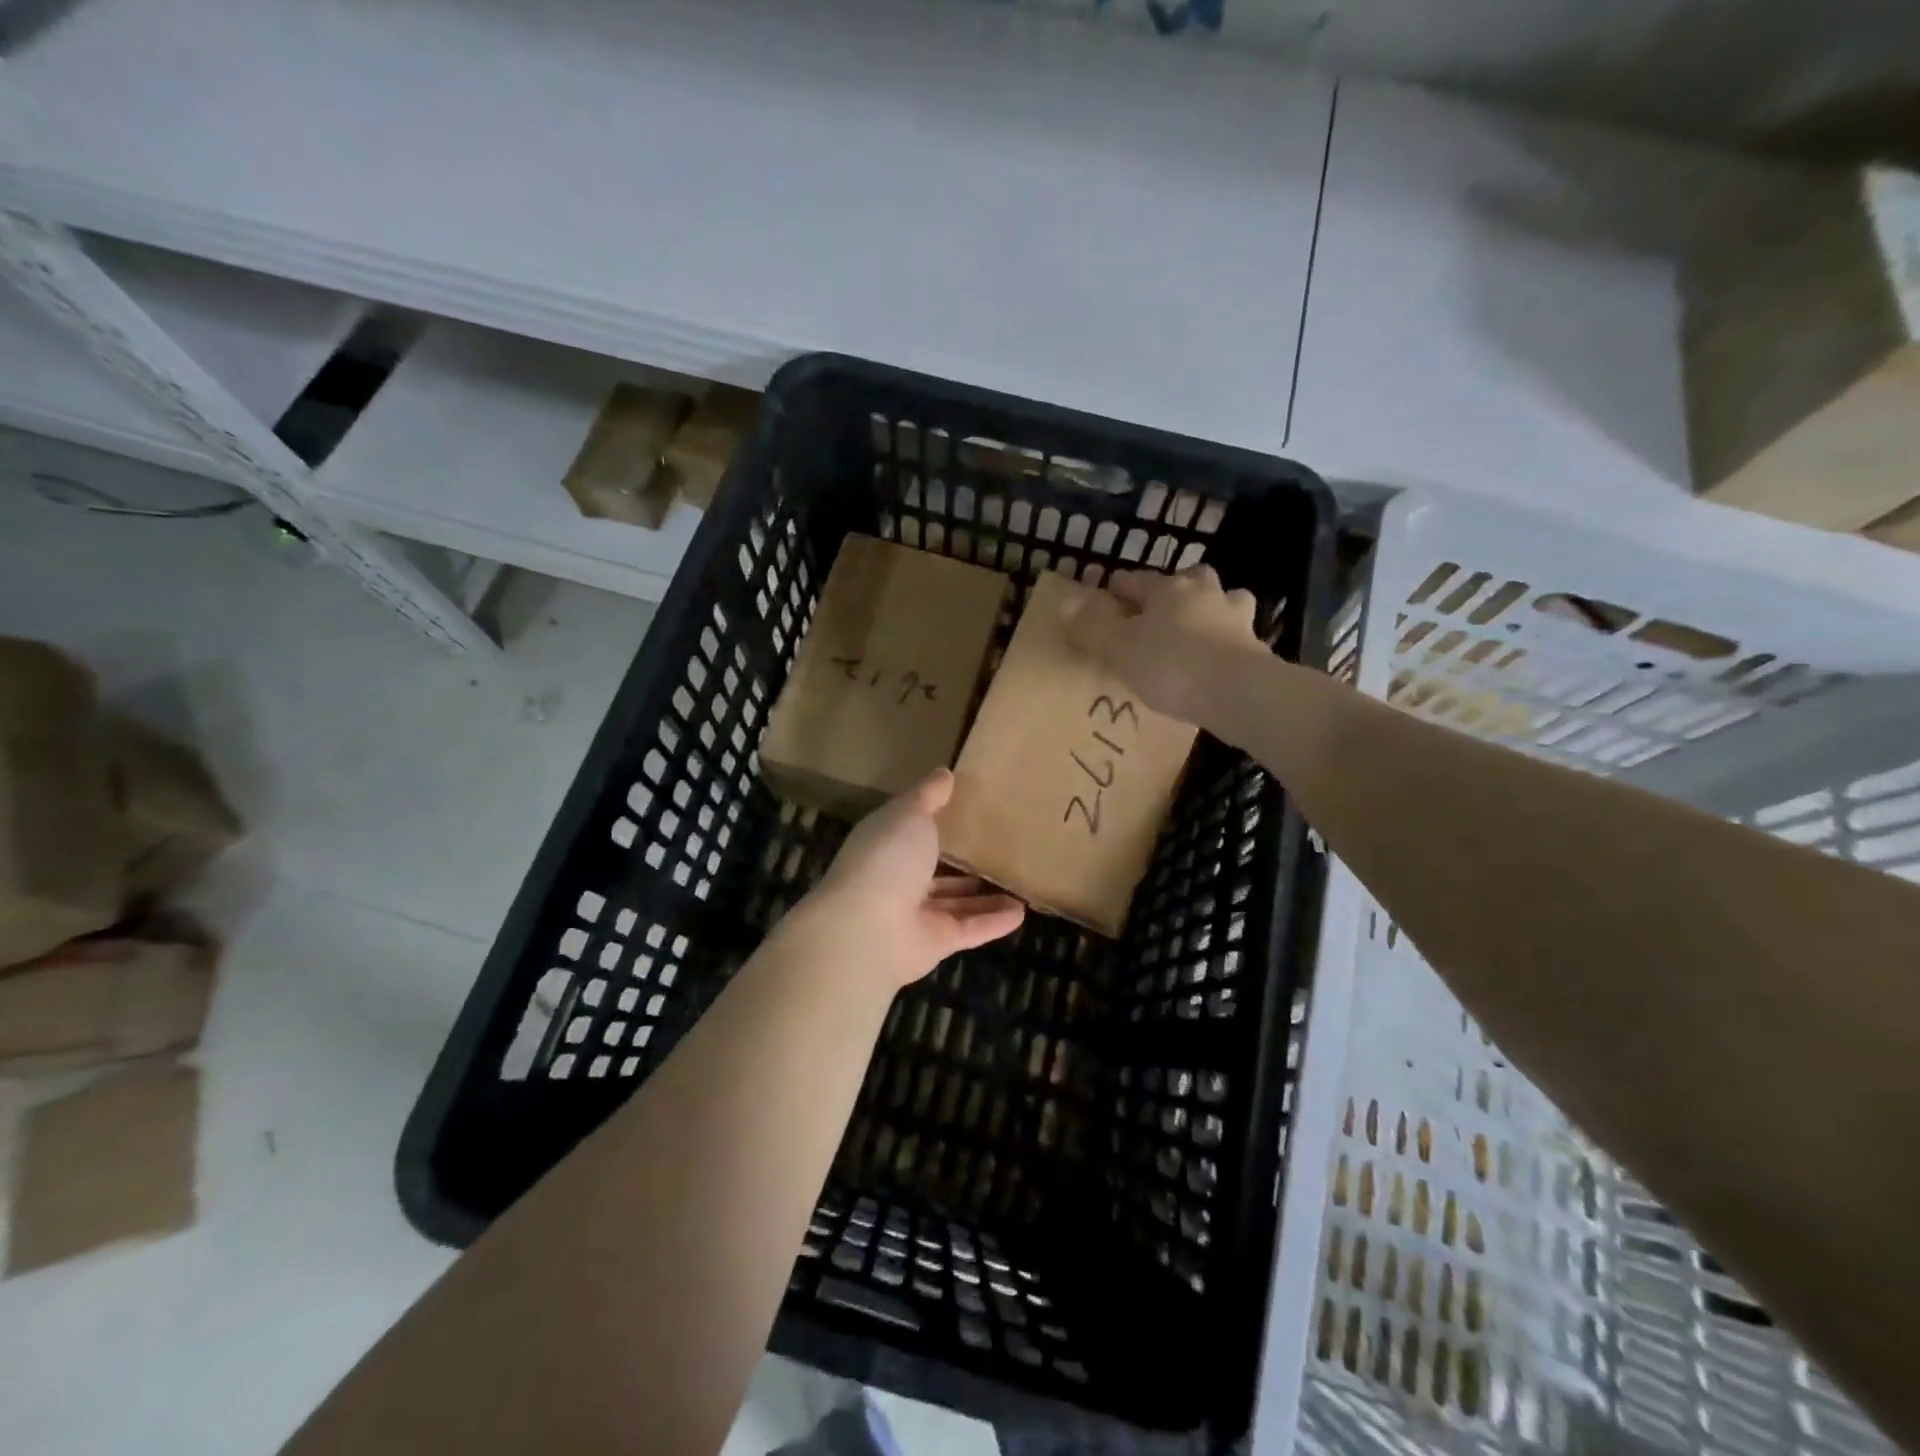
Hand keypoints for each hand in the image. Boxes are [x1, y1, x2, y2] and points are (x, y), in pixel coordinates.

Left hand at [785, 770, 1025, 988]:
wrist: (868, 929)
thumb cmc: (886, 858)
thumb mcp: (909, 814)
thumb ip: (928, 796)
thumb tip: (944, 772)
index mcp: (887, 844)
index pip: (913, 830)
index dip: (936, 821)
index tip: (967, 809)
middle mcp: (899, 879)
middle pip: (936, 870)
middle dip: (962, 864)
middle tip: (1000, 850)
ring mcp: (916, 914)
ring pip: (956, 903)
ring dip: (985, 896)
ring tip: (1019, 884)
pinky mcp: (936, 942)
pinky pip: (970, 929)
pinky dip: (994, 922)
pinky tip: (1021, 912)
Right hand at [1063, 563, 1263, 722]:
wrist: (1238, 692)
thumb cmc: (1171, 665)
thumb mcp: (1120, 649)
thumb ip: (1092, 627)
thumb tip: (1064, 602)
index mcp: (1168, 589)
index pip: (1137, 580)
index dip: (1119, 588)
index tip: (1106, 595)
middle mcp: (1204, 593)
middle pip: (1189, 579)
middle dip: (1174, 589)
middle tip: (1158, 609)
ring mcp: (1235, 617)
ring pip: (1223, 599)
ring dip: (1210, 607)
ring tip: (1197, 628)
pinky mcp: (1255, 646)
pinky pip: (1237, 633)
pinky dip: (1227, 638)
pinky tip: (1218, 655)